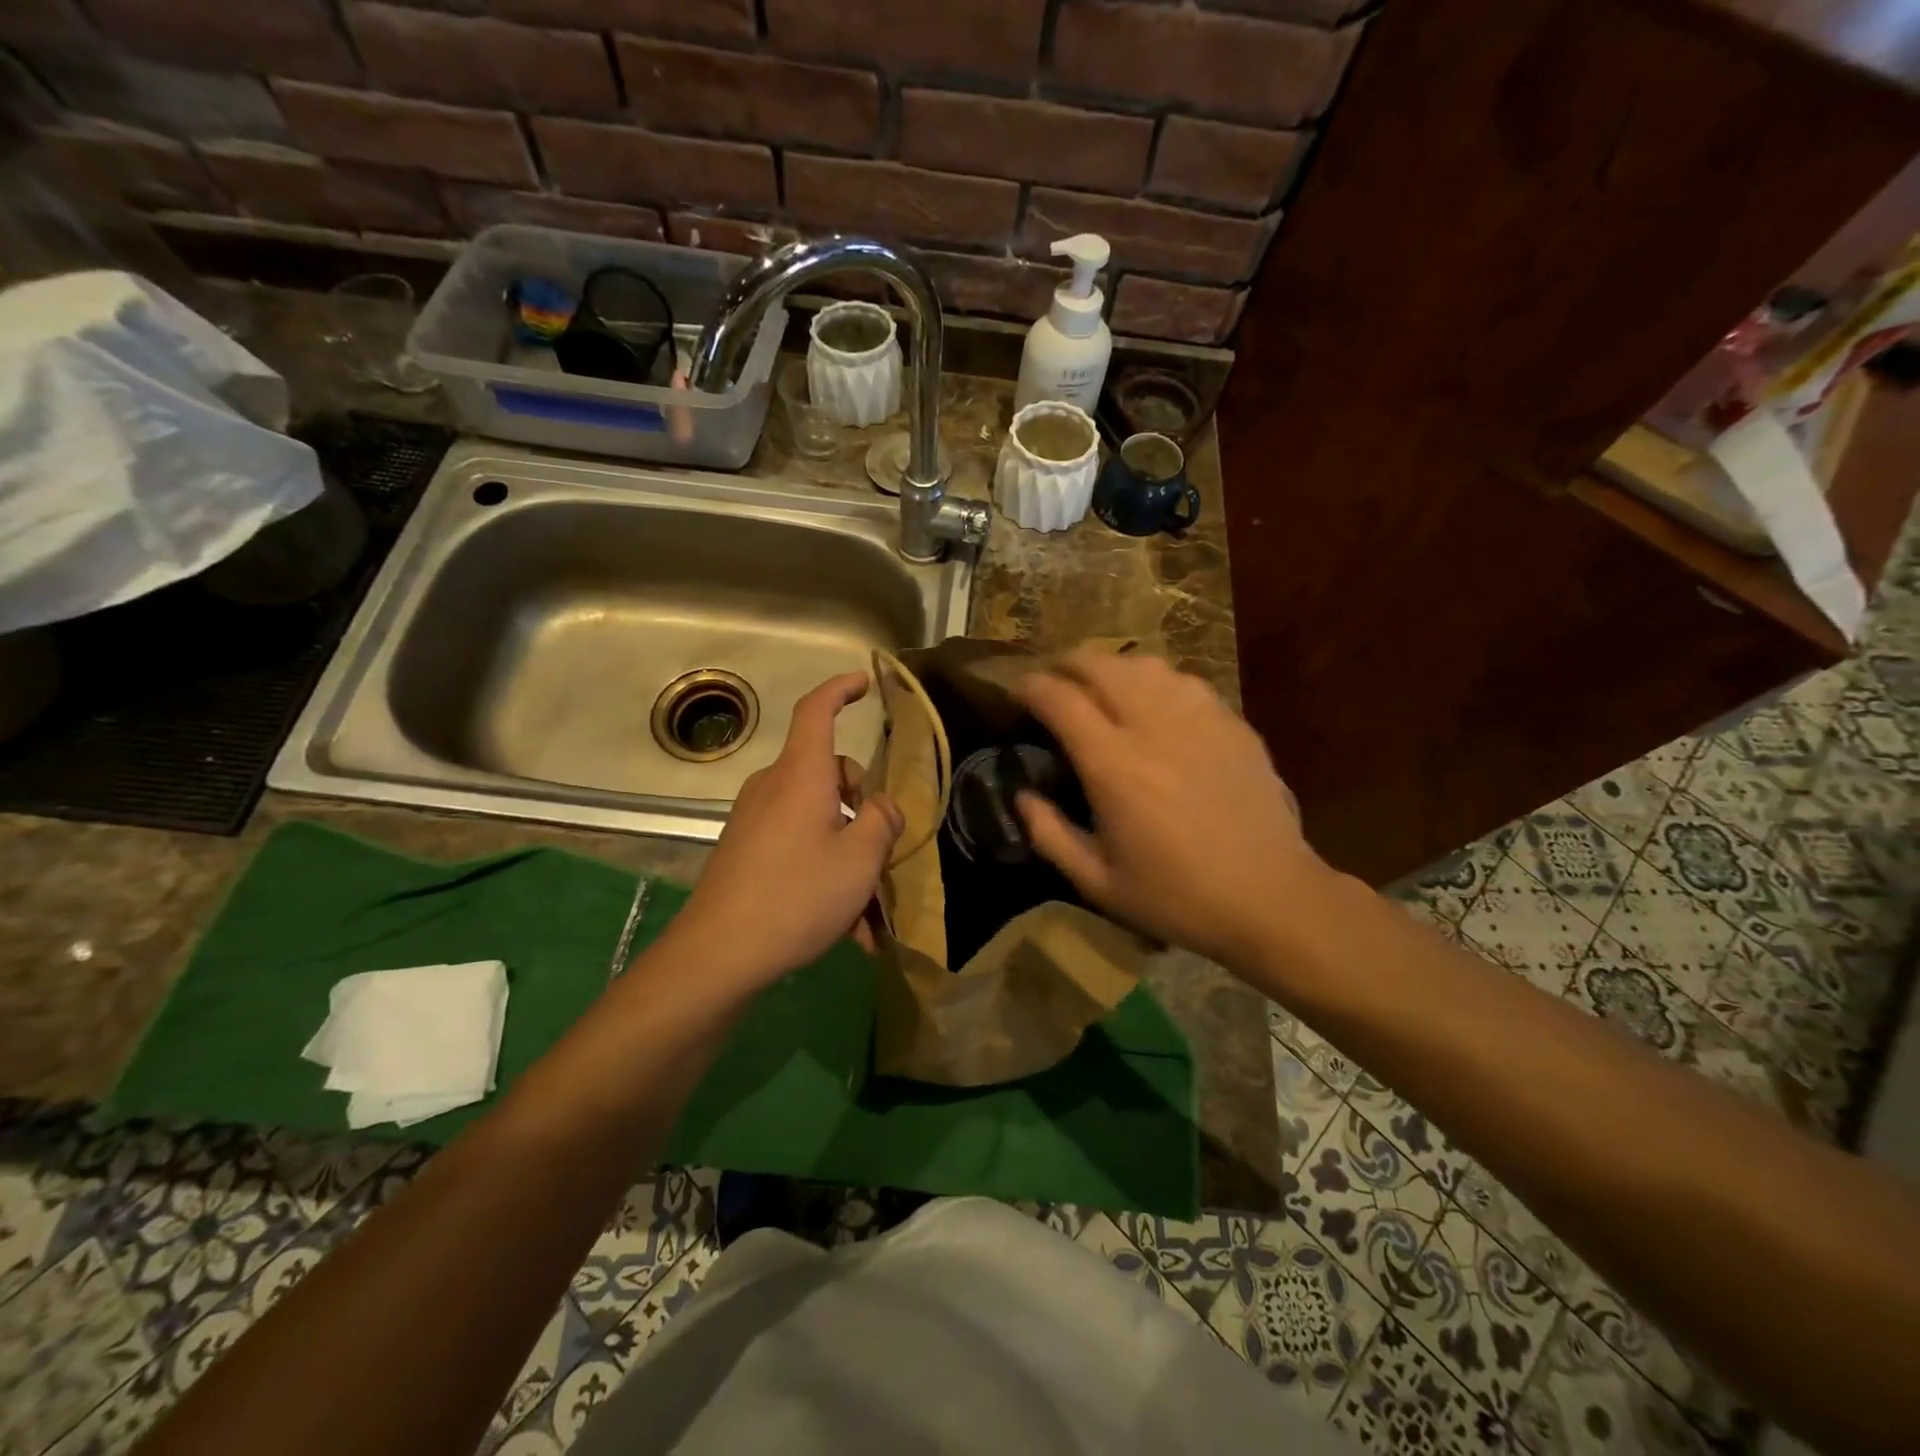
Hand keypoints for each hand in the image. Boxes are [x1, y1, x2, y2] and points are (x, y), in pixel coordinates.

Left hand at [672, 673, 901, 986]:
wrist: (717, 954)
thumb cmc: (797, 895)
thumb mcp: (860, 860)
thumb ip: (882, 822)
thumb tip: (882, 807)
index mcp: (801, 775)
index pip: (817, 710)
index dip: (840, 689)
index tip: (863, 682)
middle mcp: (774, 787)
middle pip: (829, 773)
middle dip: (862, 805)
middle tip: (883, 854)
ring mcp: (755, 819)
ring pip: (817, 817)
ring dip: (847, 852)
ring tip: (867, 912)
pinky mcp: (745, 849)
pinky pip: (797, 845)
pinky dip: (824, 871)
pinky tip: (843, 928)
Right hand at [1013, 651, 1327, 970]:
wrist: (1270, 898)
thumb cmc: (1177, 896)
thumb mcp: (1098, 882)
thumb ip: (1049, 834)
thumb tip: (1022, 795)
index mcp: (1114, 765)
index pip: (1060, 699)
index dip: (1030, 687)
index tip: (1017, 693)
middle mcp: (1153, 726)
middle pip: (1099, 664)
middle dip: (1065, 663)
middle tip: (1052, 681)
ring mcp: (1199, 717)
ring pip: (1143, 664)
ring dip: (1110, 668)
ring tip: (1099, 687)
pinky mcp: (1232, 722)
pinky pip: (1183, 680)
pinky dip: (1154, 681)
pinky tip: (1153, 703)